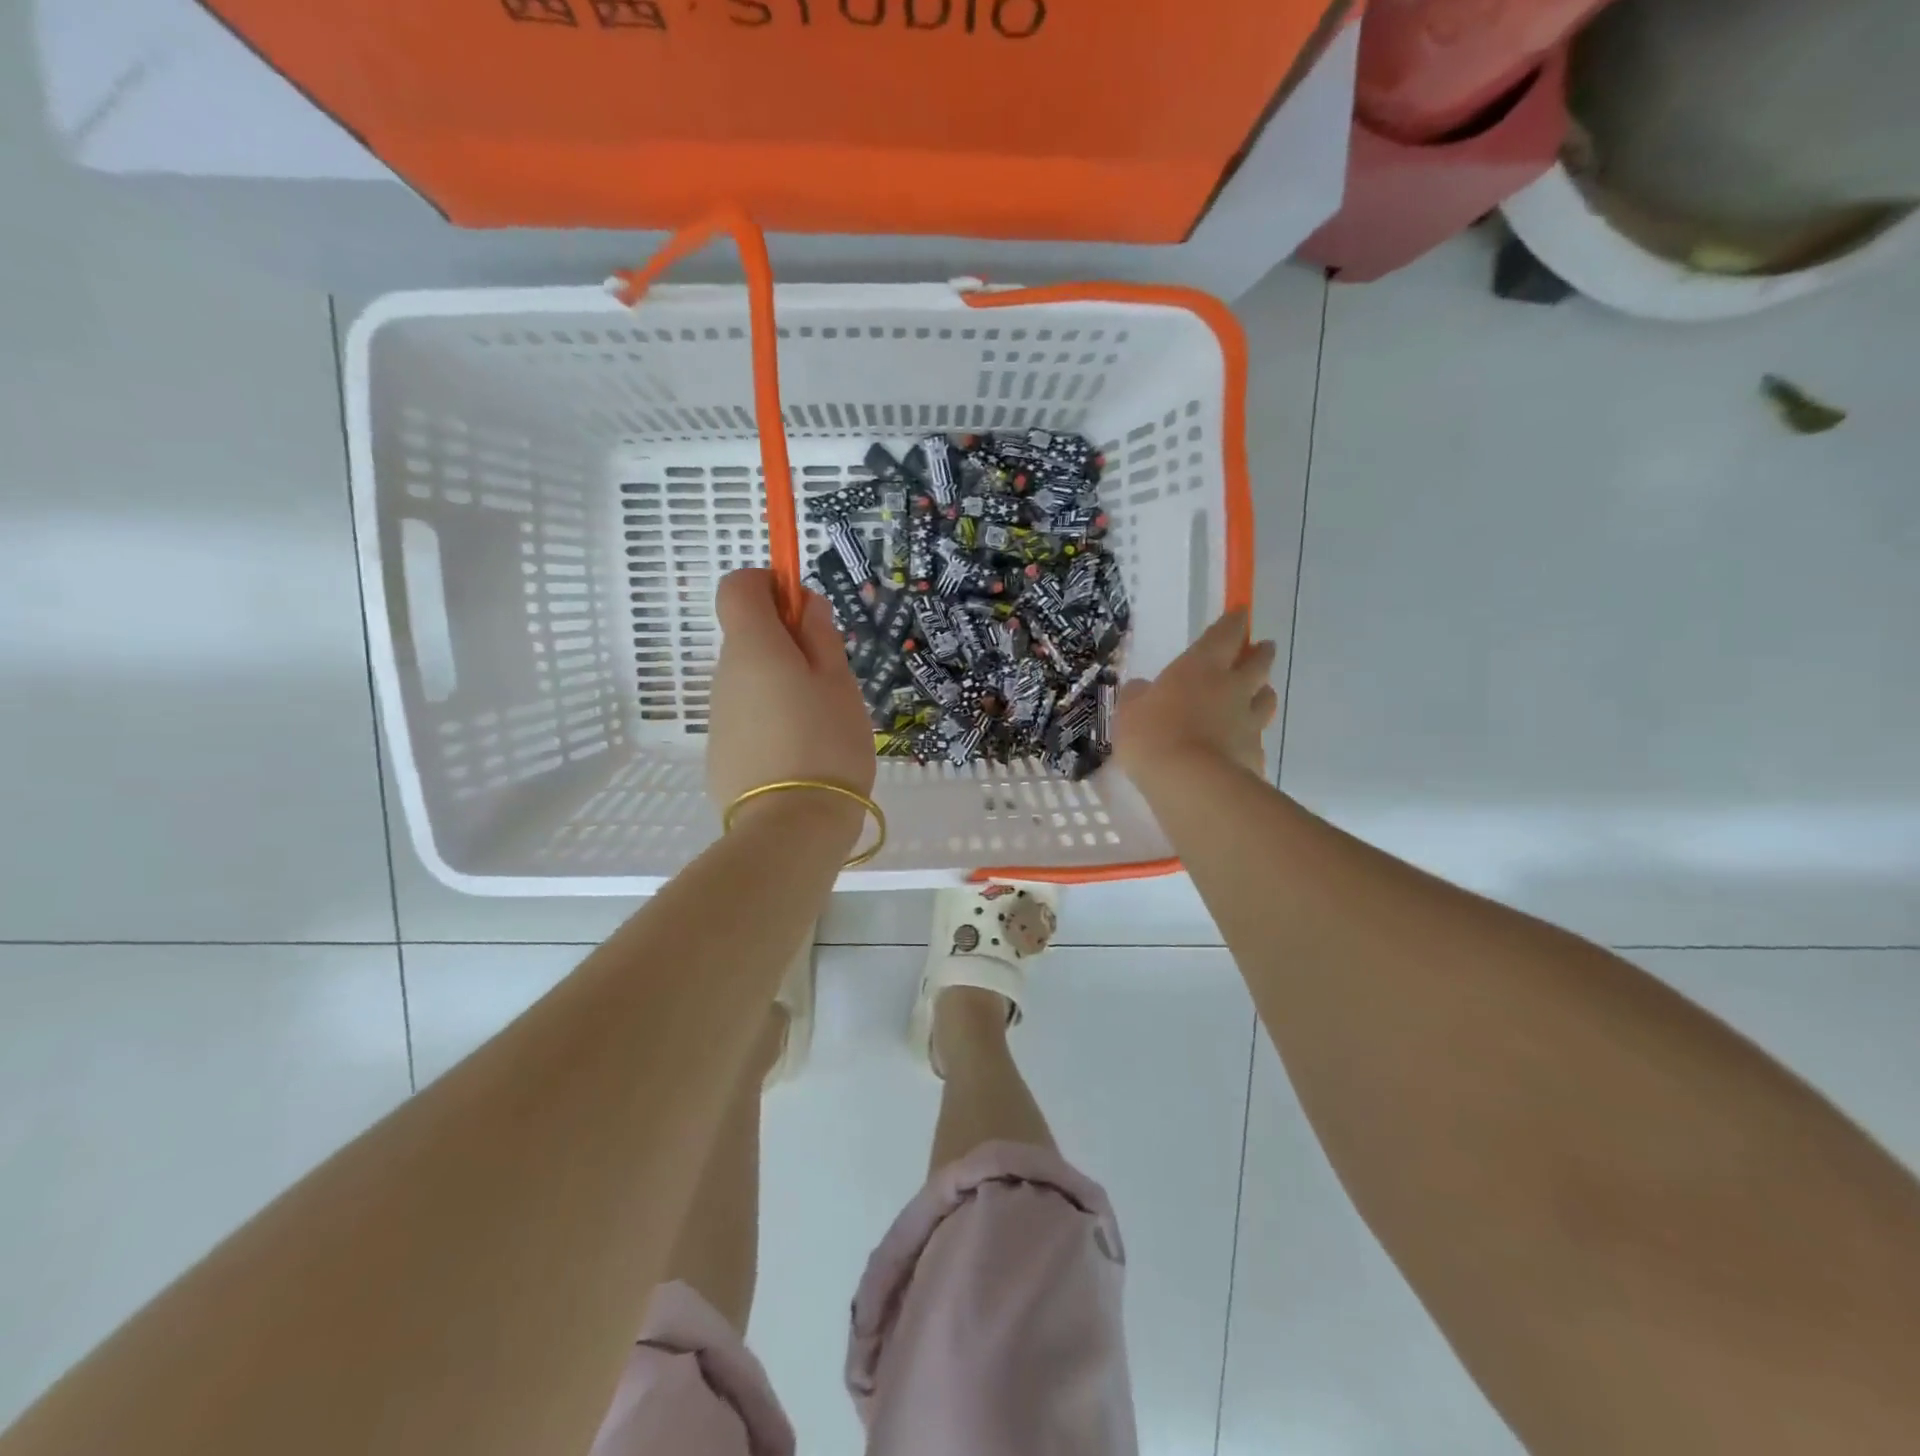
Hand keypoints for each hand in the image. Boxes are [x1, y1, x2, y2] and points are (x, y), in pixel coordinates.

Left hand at [707, 569, 876, 812]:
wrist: (791, 827)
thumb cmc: (826, 742)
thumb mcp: (839, 683)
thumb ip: (821, 637)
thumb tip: (806, 605)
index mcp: (752, 647)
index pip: (738, 586)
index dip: (769, 585)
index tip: (804, 613)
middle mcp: (724, 674)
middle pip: (748, 636)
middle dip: (788, 644)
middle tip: (831, 679)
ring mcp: (719, 716)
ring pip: (751, 680)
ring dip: (782, 685)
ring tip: (821, 724)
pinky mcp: (721, 753)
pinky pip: (748, 718)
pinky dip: (772, 720)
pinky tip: (800, 754)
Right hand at [1115, 607, 1277, 783]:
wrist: (1190, 783)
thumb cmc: (1152, 735)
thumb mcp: (1129, 712)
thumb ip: (1137, 696)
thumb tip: (1142, 688)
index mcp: (1201, 667)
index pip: (1225, 634)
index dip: (1234, 622)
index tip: (1241, 614)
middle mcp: (1232, 687)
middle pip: (1258, 663)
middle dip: (1261, 653)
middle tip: (1262, 649)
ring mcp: (1249, 721)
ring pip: (1266, 698)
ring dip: (1263, 692)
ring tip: (1259, 693)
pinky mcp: (1255, 754)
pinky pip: (1257, 737)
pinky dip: (1252, 735)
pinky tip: (1243, 743)